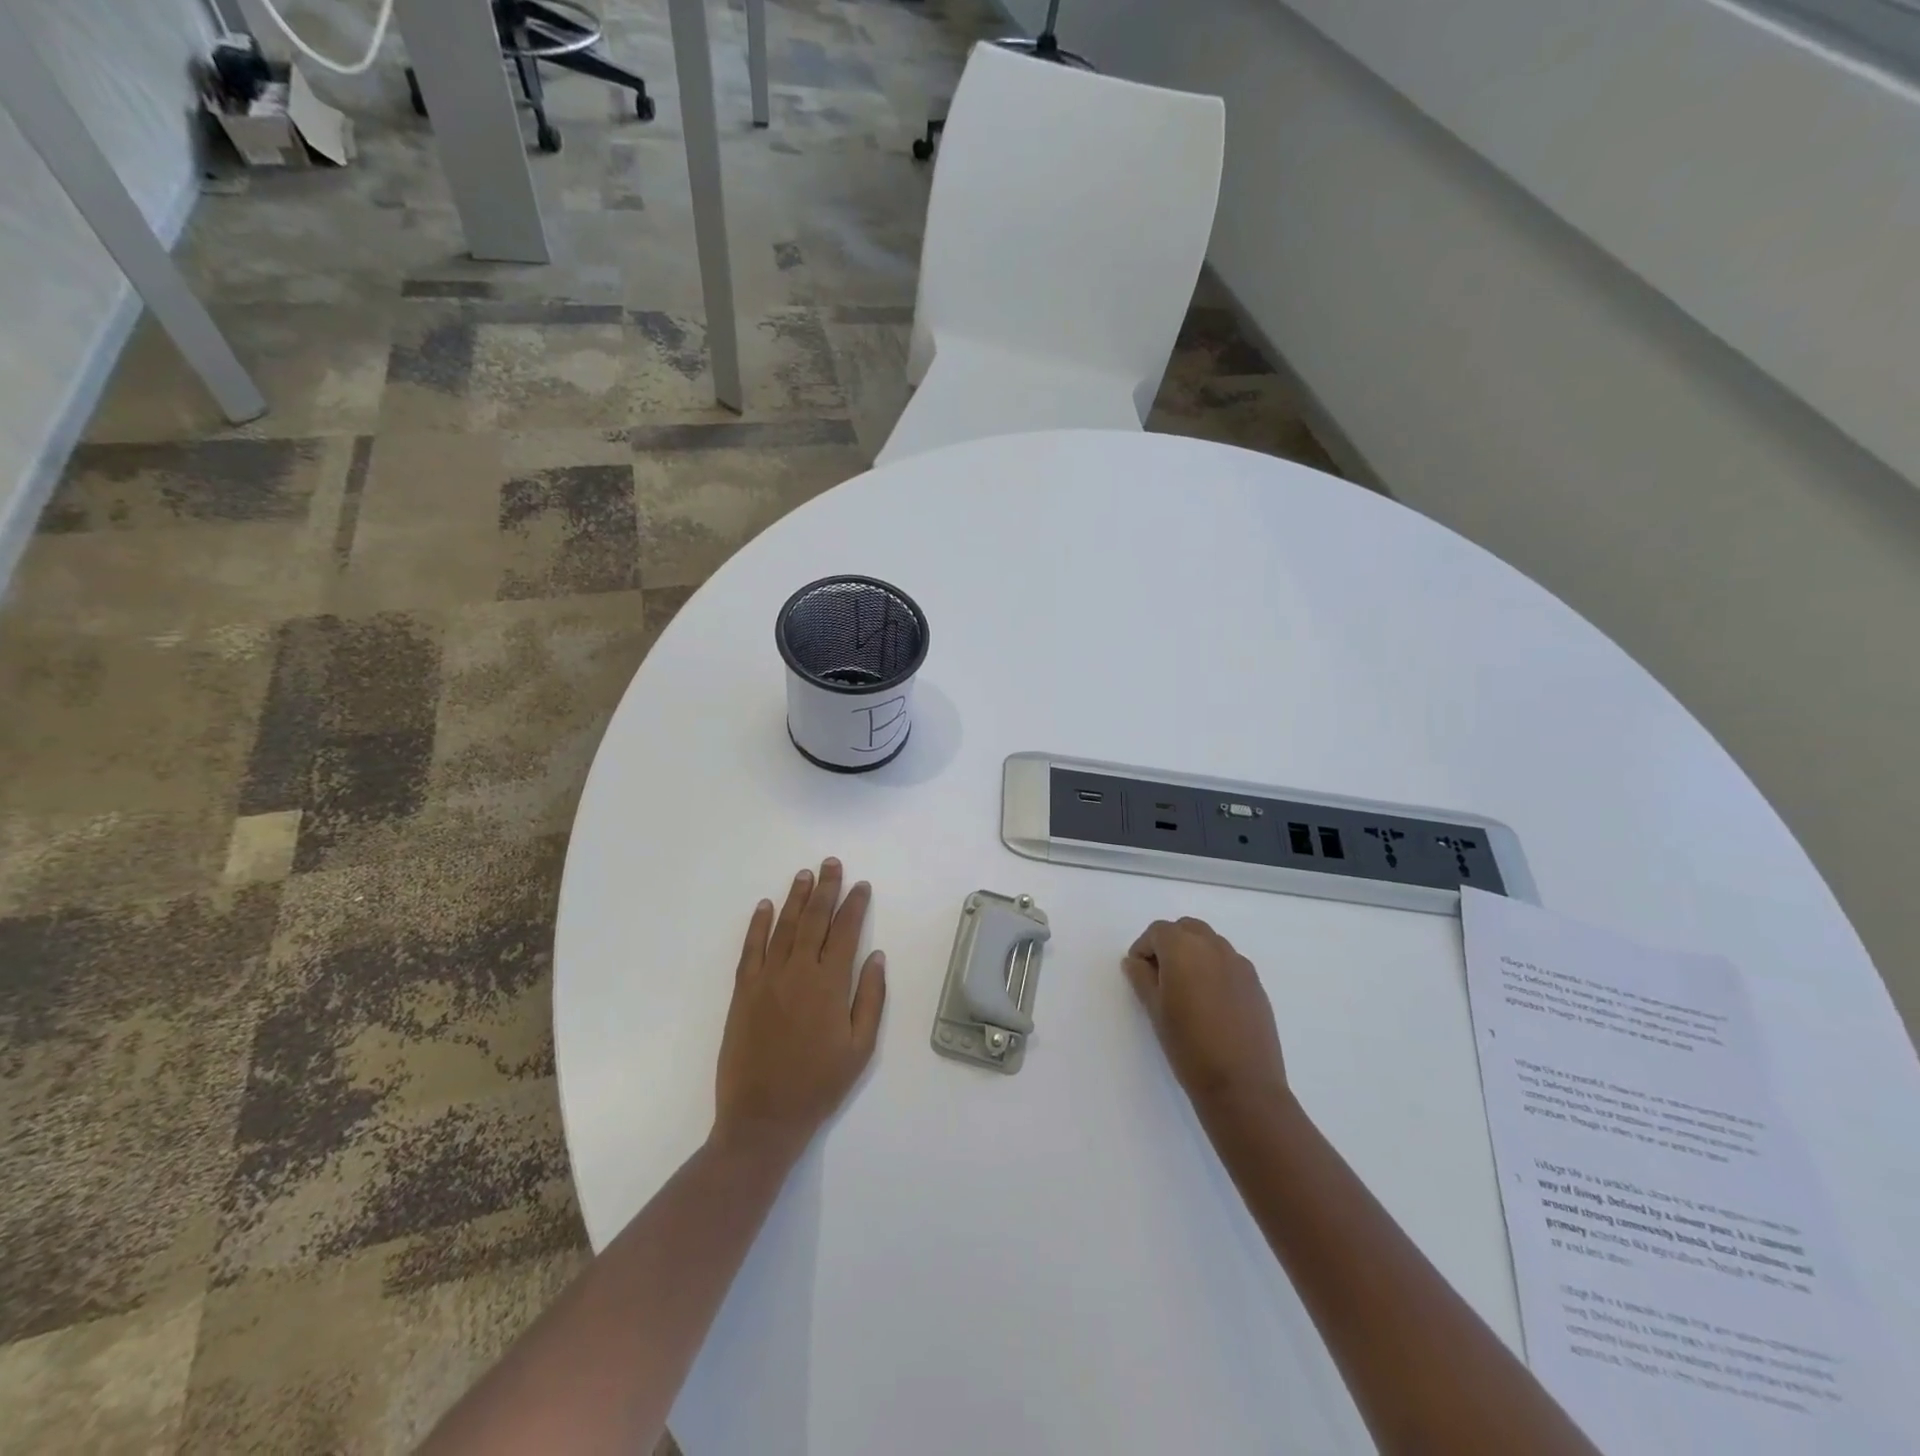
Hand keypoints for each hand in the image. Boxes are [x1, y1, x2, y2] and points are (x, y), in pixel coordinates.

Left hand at [712, 859, 886, 1165]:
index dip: (854, 905)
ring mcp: (766, 979)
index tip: (861, 885)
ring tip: (805, 875)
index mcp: (830, 985)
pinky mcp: (743, 992)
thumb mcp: (860, 1048)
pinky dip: (758, 925)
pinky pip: (751, 949)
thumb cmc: (819, 1085)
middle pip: (814, 920)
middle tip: (831, 863)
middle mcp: (798, 972)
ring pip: (783, 927)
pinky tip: (764, 906)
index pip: (845, 932)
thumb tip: (876, 956)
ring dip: (795, 898)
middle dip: (825, 889)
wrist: (762, 1118)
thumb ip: (870, 998)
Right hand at [1123, 918, 1287, 1110]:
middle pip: (1186, 928)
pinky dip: (1214, 968)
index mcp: (1183, 948)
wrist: (1242, 1085)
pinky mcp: (1255, 983)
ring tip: (1186, 990)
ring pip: (1210, 942)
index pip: (1158, 931)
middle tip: (1160, 976)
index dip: (1144, 948)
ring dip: (1193, 953)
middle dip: (1170, 944)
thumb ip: (1141, 978)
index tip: (1139, 973)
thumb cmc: (1188, 1046)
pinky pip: (1229, 962)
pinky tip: (1211, 1002)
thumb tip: (1135, 961)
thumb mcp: (1155, 1011)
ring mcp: (1239, 963)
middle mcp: (1213, 946)